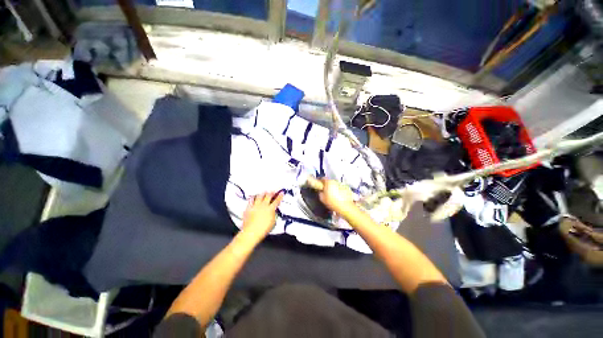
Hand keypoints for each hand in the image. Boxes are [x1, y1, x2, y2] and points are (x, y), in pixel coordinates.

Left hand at [241, 191, 283, 240]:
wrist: (251, 232)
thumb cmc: (263, 229)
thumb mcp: (273, 222)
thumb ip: (274, 215)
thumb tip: (274, 212)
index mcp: (270, 209)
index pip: (277, 201)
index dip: (280, 196)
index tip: (281, 192)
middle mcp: (263, 206)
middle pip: (268, 196)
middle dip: (271, 192)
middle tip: (272, 191)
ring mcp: (256, 206)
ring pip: (259, 196)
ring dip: (262, 193)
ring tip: (264, 192)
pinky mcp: (249, 208)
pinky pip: (251, 201)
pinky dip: (253, 198)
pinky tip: (253, 197)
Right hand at [318, 179, 356, 216]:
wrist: (345, 207)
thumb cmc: (332, 202)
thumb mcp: (322, 198)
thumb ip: (320, 192)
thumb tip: (320, 190)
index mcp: (329, 182)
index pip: (322, 178)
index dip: (319, 182)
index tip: (318, 186)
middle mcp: (335, 181)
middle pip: (329, 181)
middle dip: (326, 185)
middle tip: (325, 191)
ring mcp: (341, 184)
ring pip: (334, 184)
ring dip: (332, 187)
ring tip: (331, 195)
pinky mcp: (346, 188)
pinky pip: (340, 188)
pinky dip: (338, 190)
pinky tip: (337, 197)